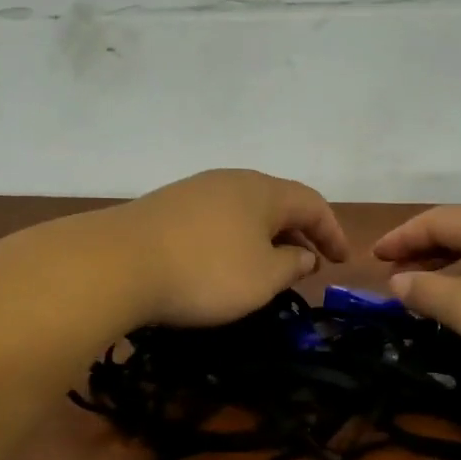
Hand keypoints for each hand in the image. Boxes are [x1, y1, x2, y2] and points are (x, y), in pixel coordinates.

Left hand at [108, 169, 348, 327]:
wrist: (118, 263)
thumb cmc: (205, 272)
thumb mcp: (262, 278)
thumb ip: (291, 265)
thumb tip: (303, 254)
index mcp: (263, 191)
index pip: (311, 203)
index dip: (331, 231)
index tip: (342, 260)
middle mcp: (231, 181)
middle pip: (277, 202)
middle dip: (298, 232)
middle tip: (309, 263)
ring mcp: (195, 191)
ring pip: (244, 210)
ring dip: (265, 236)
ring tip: (269, 265)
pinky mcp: (166, 207)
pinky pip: (216, 219)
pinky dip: (234, 239)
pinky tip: (225, 262)